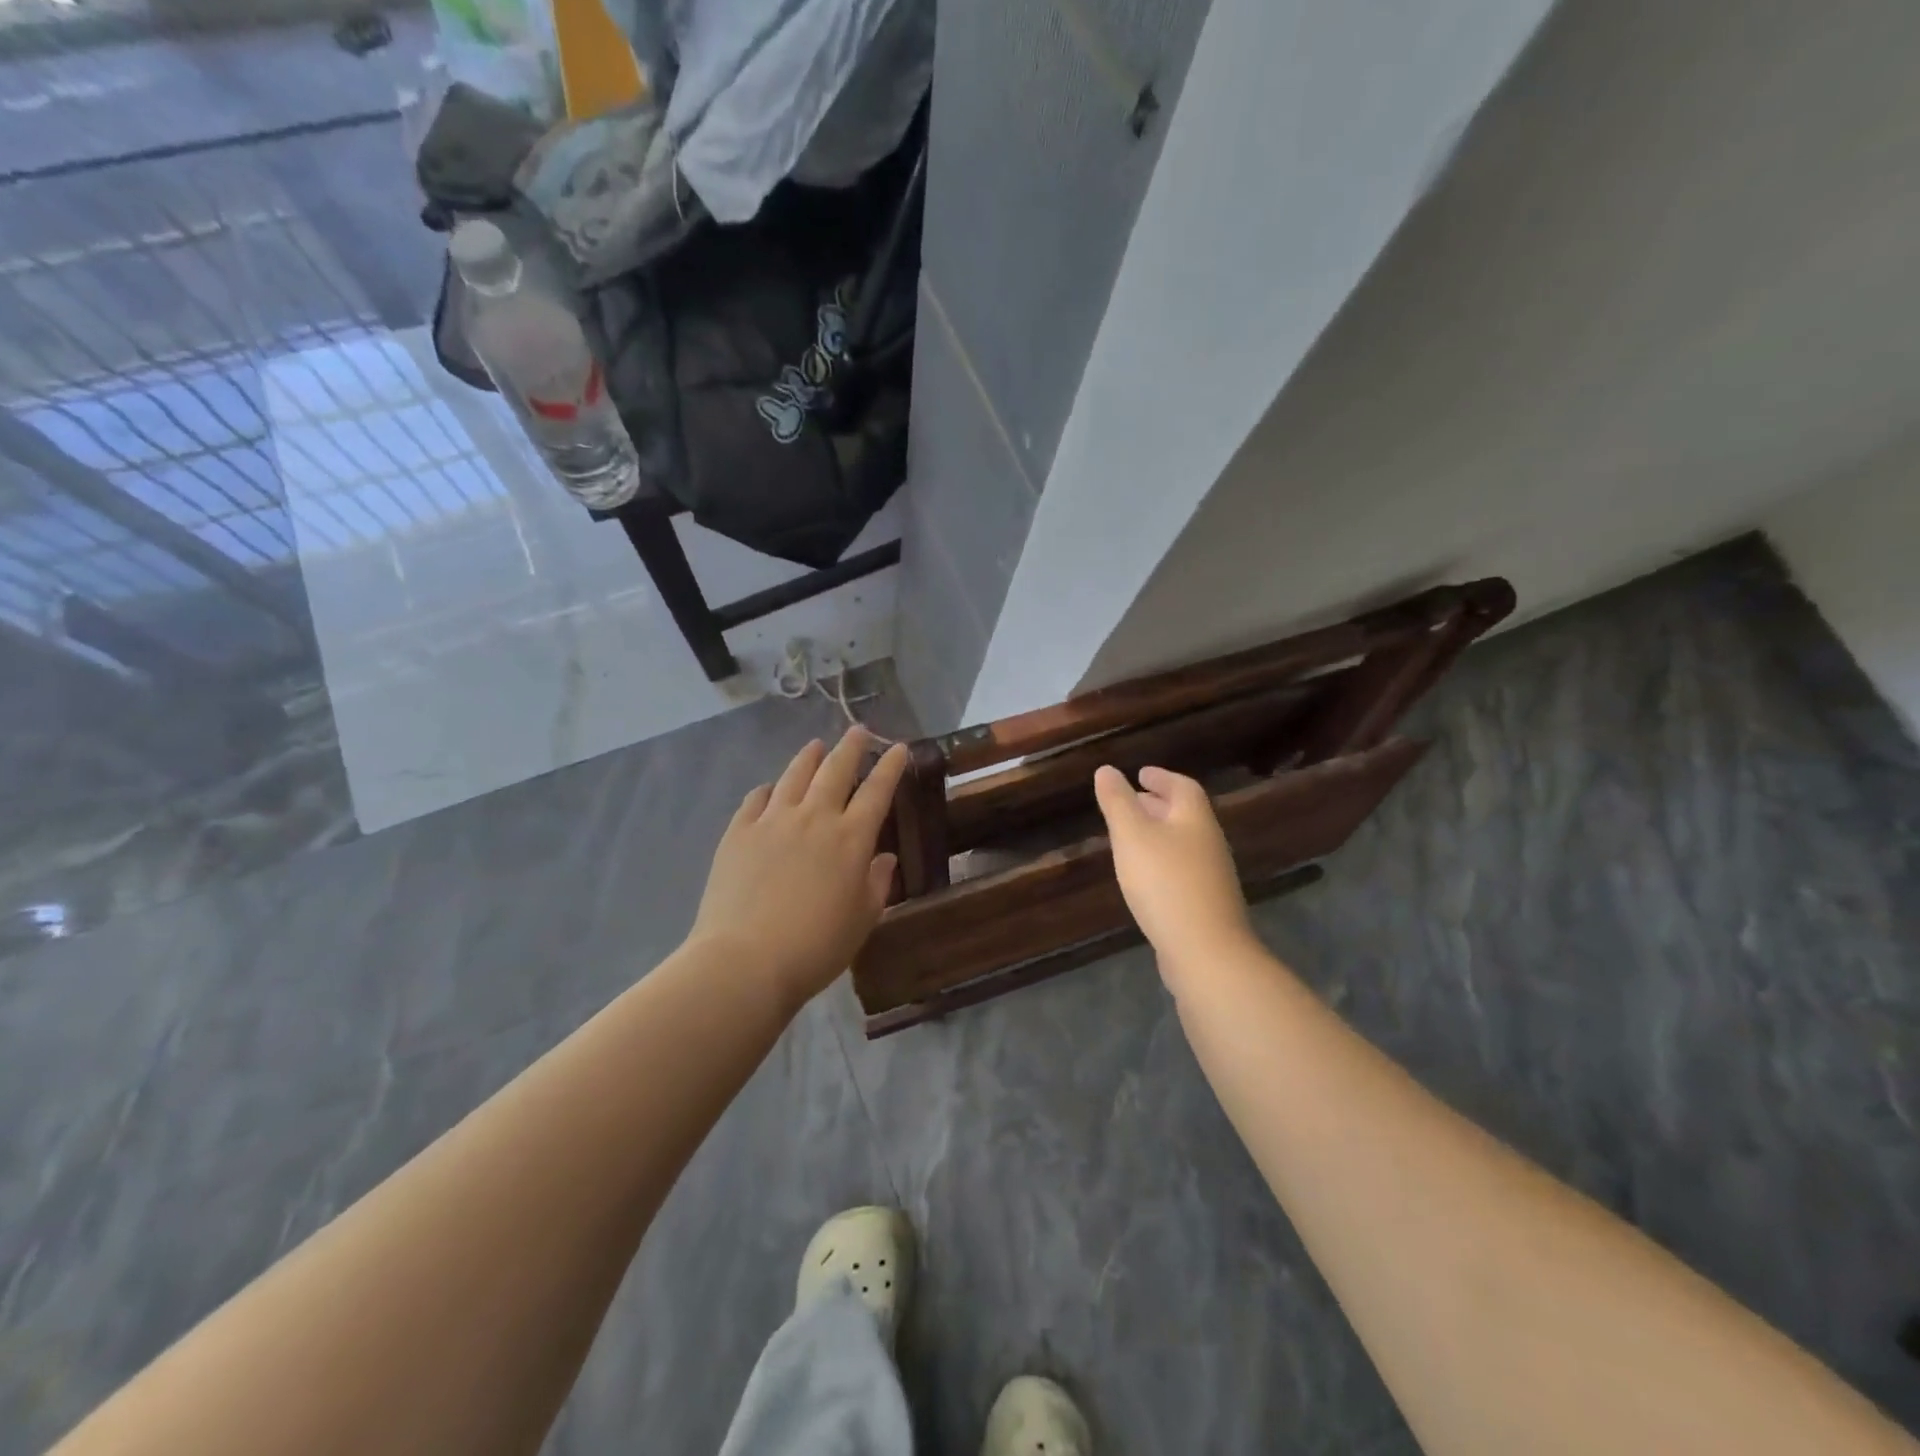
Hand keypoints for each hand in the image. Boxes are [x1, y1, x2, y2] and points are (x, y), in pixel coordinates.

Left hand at [691, 729, 908, 1010]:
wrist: (745, 960)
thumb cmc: (816, 947)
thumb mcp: (862, 920)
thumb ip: (877, 884)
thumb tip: (885, 857)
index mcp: (851, 839)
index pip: (877, 791)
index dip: (890, 766)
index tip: (898, 748)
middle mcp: (814, 818)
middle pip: (836, 770)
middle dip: (851, 746)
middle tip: (859, 731)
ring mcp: (772, 821)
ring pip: (794, 775)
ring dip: (809, 757)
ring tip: (816, 746)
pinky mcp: (738, 833)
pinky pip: (756, 799)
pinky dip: (768, 789)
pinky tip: (770, 789)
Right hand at [1094, 764, 1255, 987]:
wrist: (1205, 951)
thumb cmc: (1165, 883)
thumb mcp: (1132, 836)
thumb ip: (1117, 802)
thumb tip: (1106, 770)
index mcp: (1195, 819)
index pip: (1183, 786)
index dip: (1161, 777)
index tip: (1140, 774)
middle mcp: (1209, 843)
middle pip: (1185, 814)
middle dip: (1158, 804)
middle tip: (1132, 801)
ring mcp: (1211, 876)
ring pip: (1183, 843)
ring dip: (1159, 833)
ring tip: (1131, 837)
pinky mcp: (1206, 904)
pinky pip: (1182, 869)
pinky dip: (1162, 861)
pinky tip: (1144, 877)